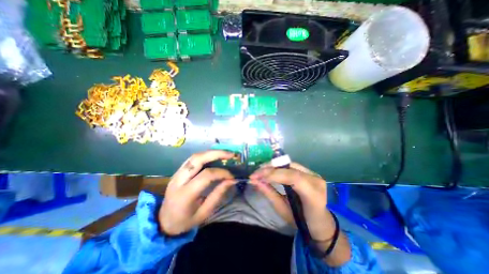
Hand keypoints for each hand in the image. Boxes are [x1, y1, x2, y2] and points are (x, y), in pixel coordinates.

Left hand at [160, 150, 237, 234]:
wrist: (163, 222)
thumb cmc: (185, 221)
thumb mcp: (204, 213)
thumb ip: (218, 194)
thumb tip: (232, 180)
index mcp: (185, 194)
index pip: (206, 175)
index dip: (221, 173)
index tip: (232, 176)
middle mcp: (178, 180)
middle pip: (197, 159)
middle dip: (216, 154)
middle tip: (231, 154)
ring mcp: (176, 173)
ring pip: (195, 156)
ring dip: (211, 153)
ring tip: (225, 154)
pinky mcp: (178, 171)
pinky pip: (193, 159)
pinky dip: (205, 156)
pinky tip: (214, 157)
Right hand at [249, 163, 349, 265]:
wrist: (319, 222)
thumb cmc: (300, 221)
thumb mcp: (282, 210)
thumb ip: (269, 193)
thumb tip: (254, 181)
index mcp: (314, 195)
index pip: (293, 178)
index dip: (273, 174)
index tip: (256, 177)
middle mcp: (316, 180)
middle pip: (290, 167)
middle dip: (270, 168)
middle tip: (255, 173)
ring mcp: (314, 174)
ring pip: (289, 164)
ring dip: (272, 166)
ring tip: (260, 171)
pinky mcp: (309, 172)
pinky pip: (290, 166)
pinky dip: (278, 167)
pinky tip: (269, 170)